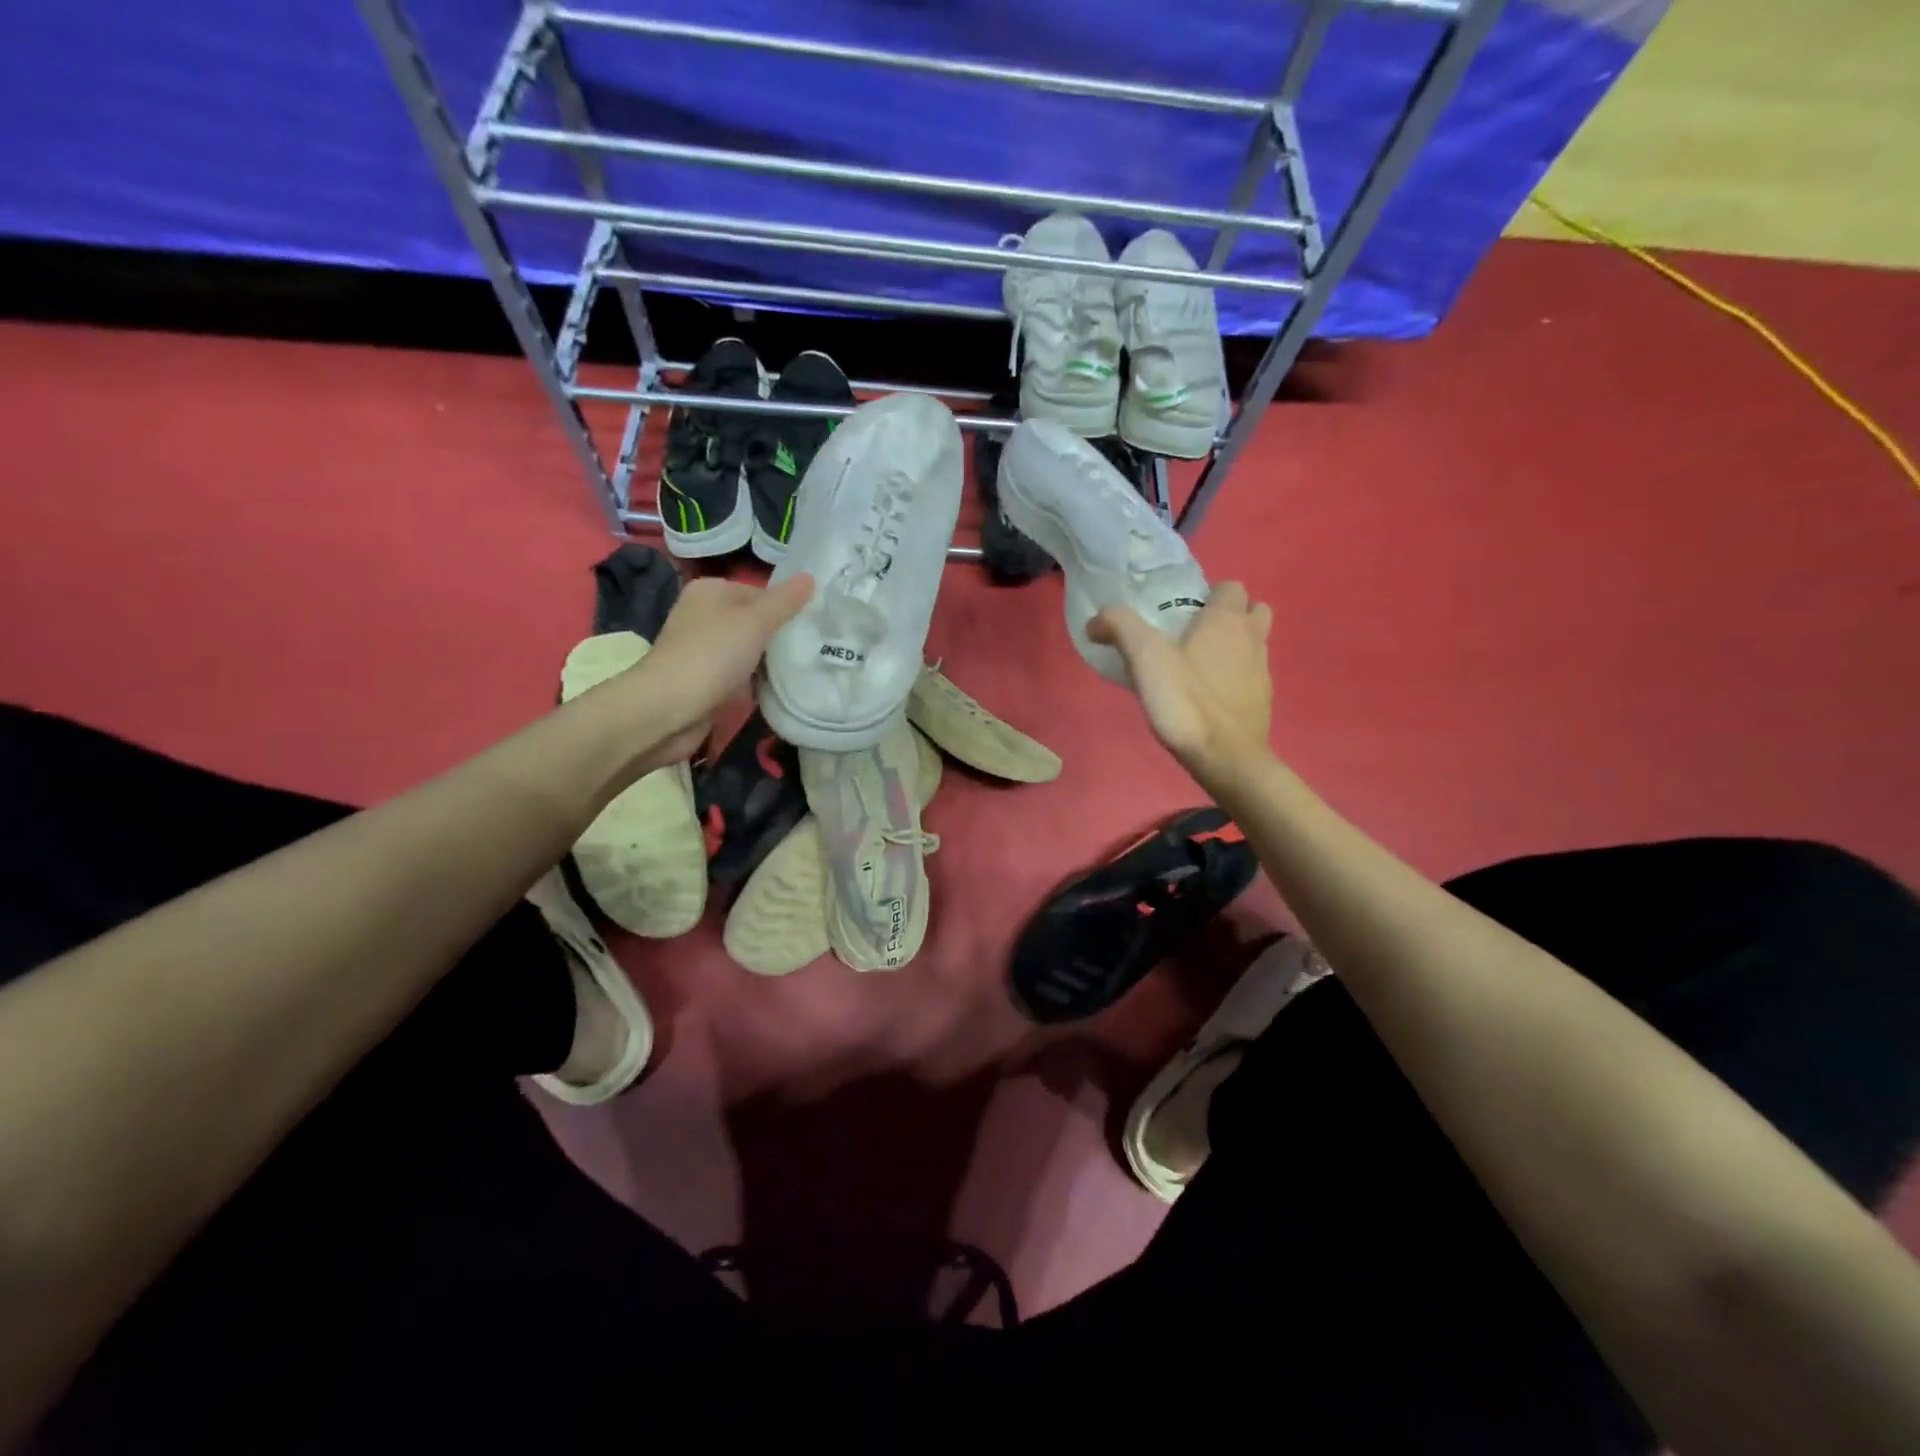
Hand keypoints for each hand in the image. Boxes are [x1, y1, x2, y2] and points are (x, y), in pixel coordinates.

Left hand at [617, 573, 813, 768]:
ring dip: (769, 663)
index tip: (811, 628)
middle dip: (779, 637)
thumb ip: (785, 602)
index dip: (787, 609)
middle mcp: (703, 615)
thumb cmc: (713, 655)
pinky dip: (754, 683)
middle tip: (812, 649)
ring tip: (801, 670)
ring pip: (748, 651)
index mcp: (711, 591)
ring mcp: (701, 649)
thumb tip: (810, 577)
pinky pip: (738, 675)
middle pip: (754, 622)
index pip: (761, 592)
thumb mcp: (756, 622)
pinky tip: (775, 691)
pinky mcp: (703, 680)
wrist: (669, 709)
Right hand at [1088, 581, 1273, 783]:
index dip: (1208, 594)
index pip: (1230, 586)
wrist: (1226, 758)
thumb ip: (1120, 627)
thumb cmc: (1186, 702)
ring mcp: (1262, 672)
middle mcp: (1252, 639)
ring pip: (1255, 643)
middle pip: (1252, 610)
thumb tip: (1096, 621)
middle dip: (1229, 616)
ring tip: (1200, 665)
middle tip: (1194, 634)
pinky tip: (1209, 696)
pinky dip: (1236, 678)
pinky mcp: (1263, 702)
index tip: (1181, 613)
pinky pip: (1251, 677)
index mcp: (1227, 620)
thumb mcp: (1144, 658)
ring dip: (1235, 646)